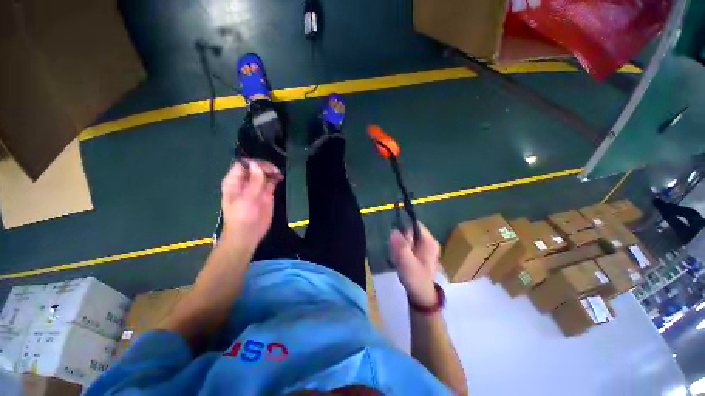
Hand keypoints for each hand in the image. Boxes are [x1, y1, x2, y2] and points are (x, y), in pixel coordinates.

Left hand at [220, 159, 281, 249]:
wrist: (248, 234)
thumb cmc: (242, 217)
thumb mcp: (247, 199)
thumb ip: (253, 182)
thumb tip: (257, 165)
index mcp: (234, 181)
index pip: (243, 165)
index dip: (254, 163)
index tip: (266, 167)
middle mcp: (245, 182)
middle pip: (255, 167)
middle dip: (265, 166)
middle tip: (275, 170)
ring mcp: (256, 188)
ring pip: (263, 174)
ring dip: (271, 171)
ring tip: (279, 173)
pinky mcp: (266, 194)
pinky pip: (271, 182)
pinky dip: (276, 178)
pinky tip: (280, 177)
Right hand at [389, 222, 439, 306]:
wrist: (421, 296)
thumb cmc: (416, 279)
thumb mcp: (407, 262)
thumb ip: (401, 246)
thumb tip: (393, 230)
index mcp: (429, 241)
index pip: (415, 224)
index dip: (403, 228)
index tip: (396, 238)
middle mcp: (428, 241)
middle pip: (410, 230)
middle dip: (401, 238)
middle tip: (397, 251)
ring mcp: (423, 247)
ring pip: (407, 238)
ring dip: (399, 244)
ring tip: (397, 256)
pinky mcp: (418, 252)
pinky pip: (406, 244)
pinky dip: (401, 249)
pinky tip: (398, 258)